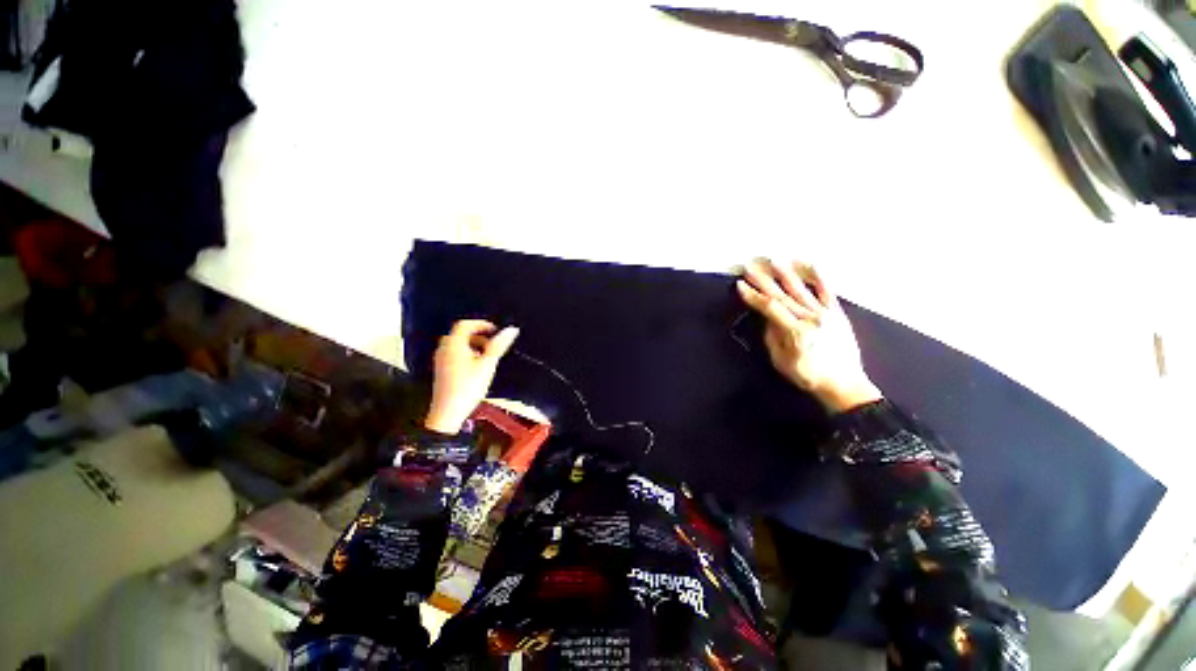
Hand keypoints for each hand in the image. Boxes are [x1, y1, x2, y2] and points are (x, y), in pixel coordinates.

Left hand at [425, 320, 519, 433]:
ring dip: (473, 345)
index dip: (481, 324)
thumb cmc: (468, 387)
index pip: (465, 324)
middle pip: (461, 334)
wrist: (448, 412)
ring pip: (457, 345)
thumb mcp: (487, 365)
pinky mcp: (441, 370)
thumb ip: (498, 346)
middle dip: (478, 336)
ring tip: (486, 356)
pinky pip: (454, 354)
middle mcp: (444, 349)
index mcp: (454, 344)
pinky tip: (476, 367)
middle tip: (492, 344)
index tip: (495, 330)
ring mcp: (440, 360)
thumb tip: (511, 330)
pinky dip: (466, 354)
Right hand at [737, 260, 881, 412]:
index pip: (769, 308)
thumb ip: (772, 338)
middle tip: (750, 267)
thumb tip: (768, 319)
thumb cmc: (808, 376)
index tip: (740, 285)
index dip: (752, 296)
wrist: (844, 384)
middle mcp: (810, 318)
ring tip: (774, 261)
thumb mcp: (782, 361)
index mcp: (795, 331)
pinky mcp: (837, 313)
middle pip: (782, 295)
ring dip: (786, 274)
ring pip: (801, 290)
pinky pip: (827, 292)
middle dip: (763, 280)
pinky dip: (819, 278)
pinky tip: (812, 265)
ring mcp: (825, 314)